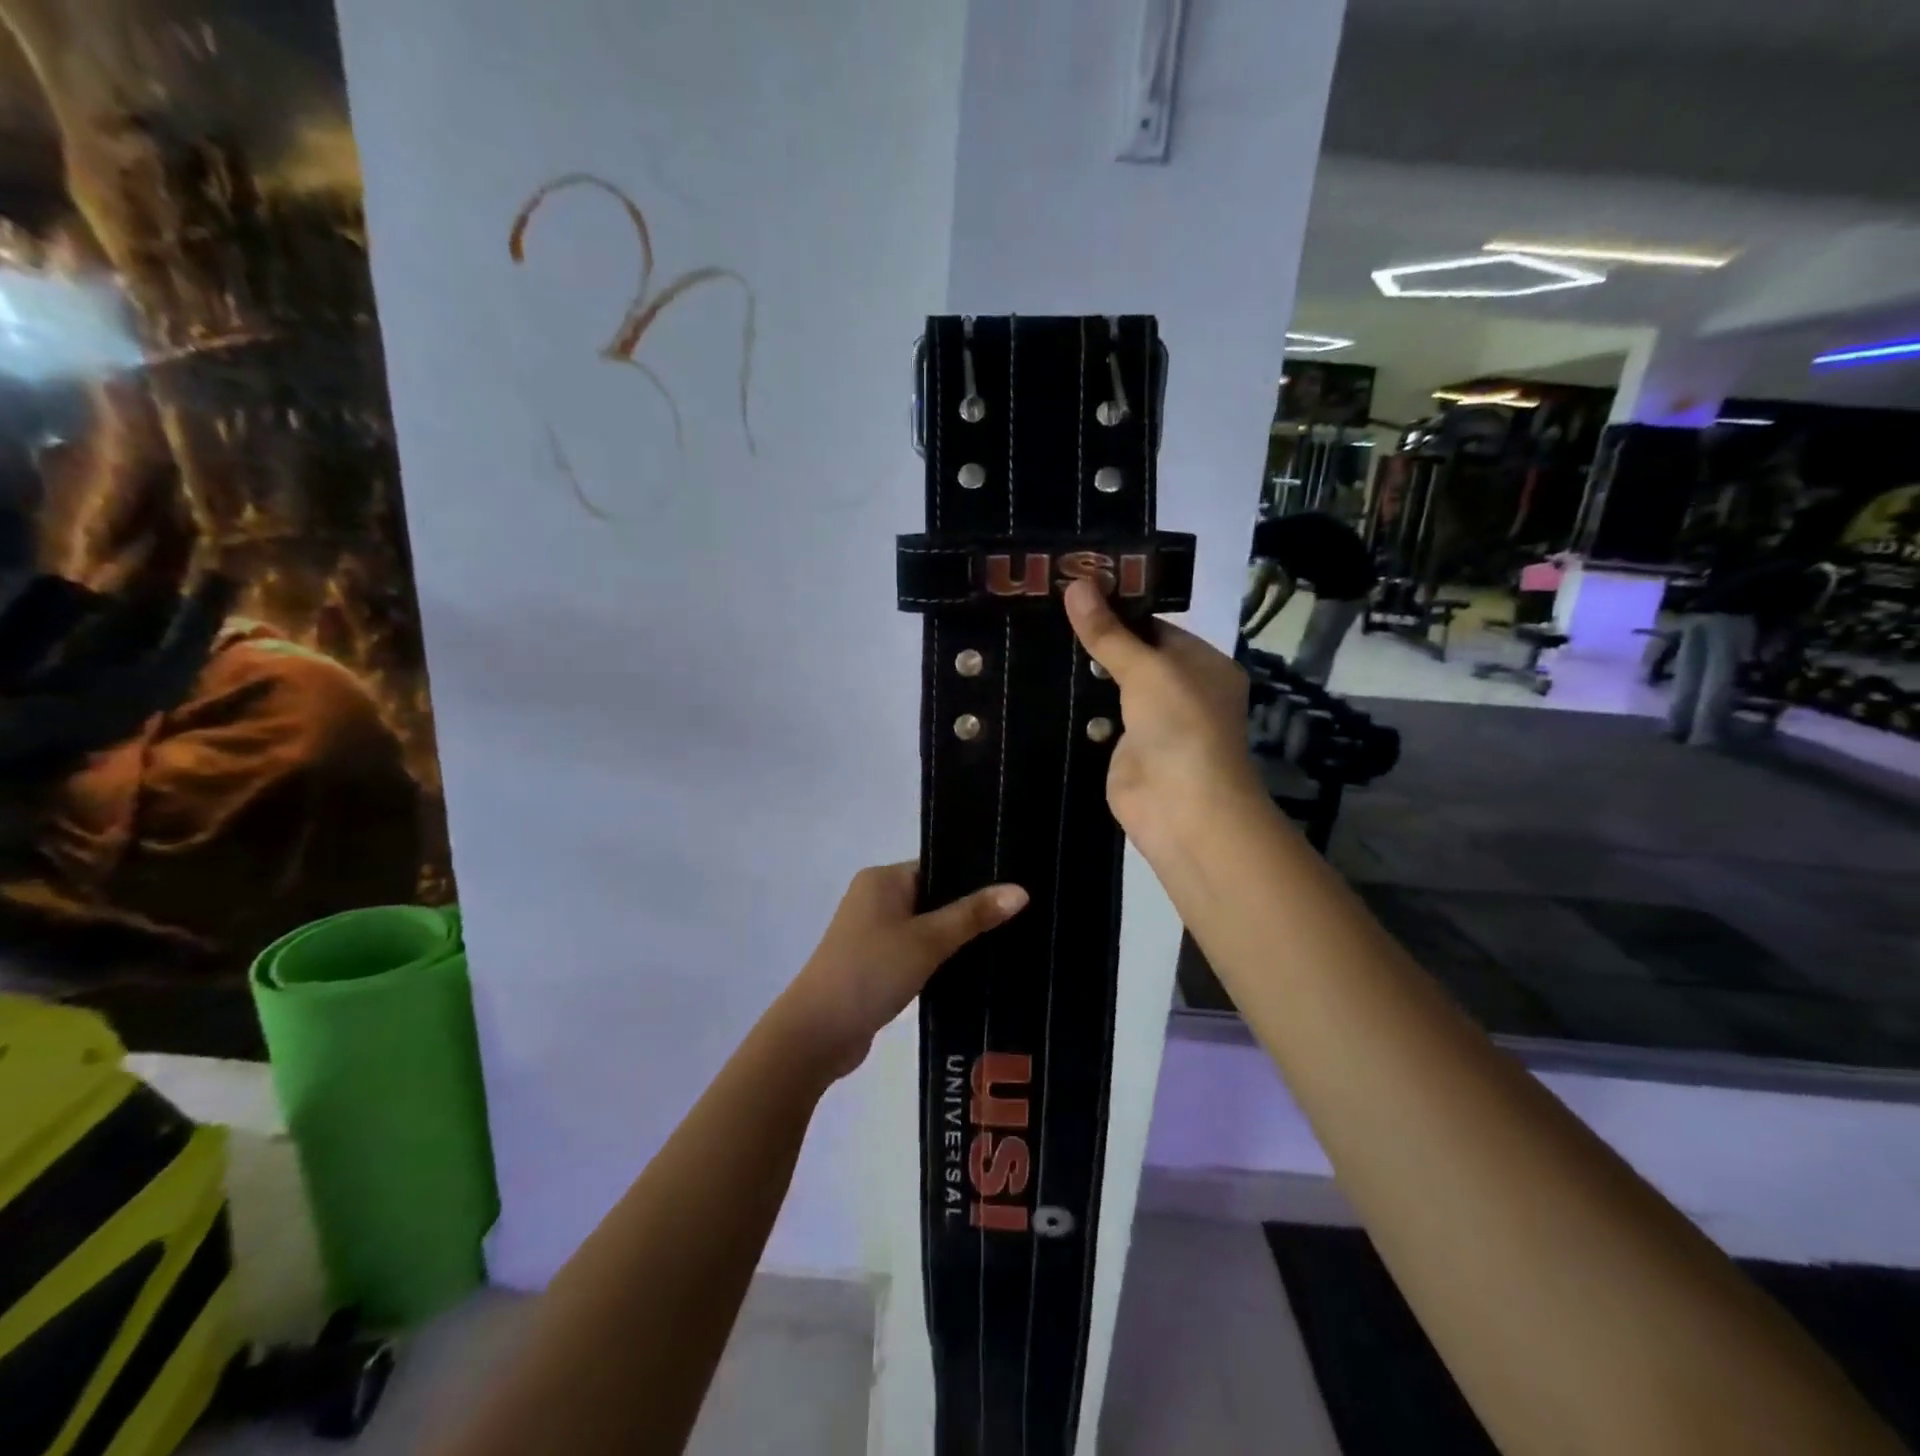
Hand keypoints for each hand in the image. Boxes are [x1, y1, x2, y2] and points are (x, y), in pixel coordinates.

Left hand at [778, 863, 1027, 1080]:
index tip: (1016, 890)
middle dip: (970, 911)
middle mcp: (876, 898)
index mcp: (883, 879)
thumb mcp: (928, 940)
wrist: (817, 1033)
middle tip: (1020, 919)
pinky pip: (916, 951)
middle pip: (935, 896)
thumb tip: (1020, 890)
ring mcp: (873, 933)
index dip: (975, 878)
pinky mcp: (875, 964)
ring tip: (1006, 944)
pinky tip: (972, 970)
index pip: (939, 866)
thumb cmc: (871, 972)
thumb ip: (973, 915)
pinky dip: (939, 959)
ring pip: (927, 927)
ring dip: (955, 938)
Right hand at [1063, 579, 1260, 853]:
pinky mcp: (1125, 752)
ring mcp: (1151, 724)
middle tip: (1044, 612)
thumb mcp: (1146, 669)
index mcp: (1202, 665)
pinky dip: (1076, 710)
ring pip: (1111, 690)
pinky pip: (1097, 722)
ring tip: (1033, 641)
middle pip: (1131, 657)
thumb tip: (1076, 584)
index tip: (1073, 591)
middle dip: (1095, 641)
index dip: (1118, 609)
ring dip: (1081, 675)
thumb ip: (1109, 633)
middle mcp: (1180, 691)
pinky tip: (1039, 686)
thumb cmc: (1180, 725)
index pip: (1155, 627)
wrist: (1182, 808)